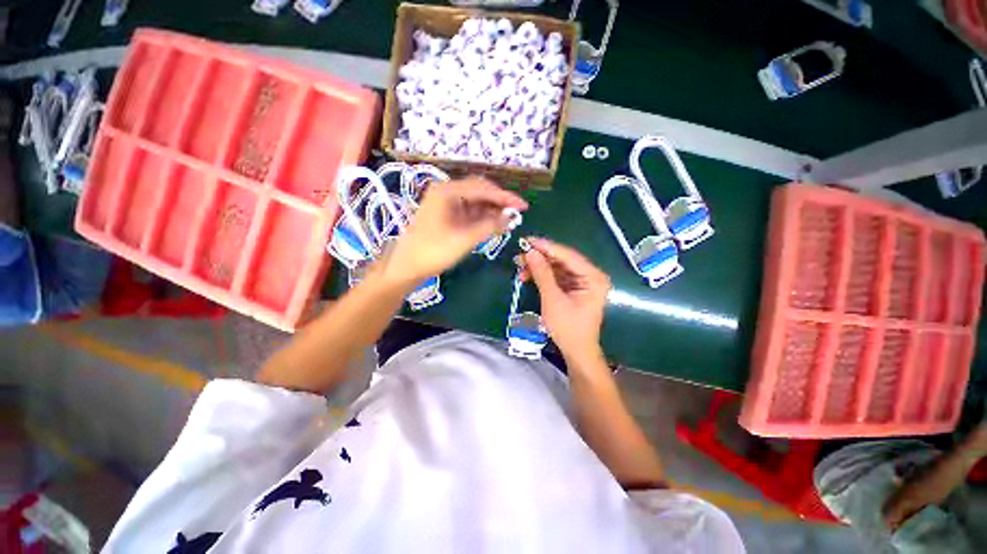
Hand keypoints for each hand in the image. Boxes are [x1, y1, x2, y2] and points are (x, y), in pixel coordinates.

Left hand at [381, 177, 526, 285]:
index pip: (483, 188)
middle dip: (499, 202)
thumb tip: (510, 217)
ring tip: (509, 221)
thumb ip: (489, 225)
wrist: (407, 266)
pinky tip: (495, 225)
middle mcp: (447, 192)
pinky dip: (483, 218)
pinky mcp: (447, 215)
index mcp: (448, 191)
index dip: (505, 197)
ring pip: (476, 202)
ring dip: (492, 211)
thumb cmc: (434, 251)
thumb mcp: (465, 238)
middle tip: (517, 213)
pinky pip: (470, 212)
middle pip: (480, 191)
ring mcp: (446, 203)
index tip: (523, 206)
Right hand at [522, 237, 610, 362]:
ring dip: (539, 266)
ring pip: (557, 267)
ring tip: (520, 266)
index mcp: (593, 277)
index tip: (528, 240)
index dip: (547, 247)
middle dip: (540, 257)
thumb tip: (530, 252)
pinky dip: (542, 275)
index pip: (568, 255)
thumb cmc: (568, 328)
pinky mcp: (574, 288)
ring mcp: (582, 281)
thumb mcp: (553, 300)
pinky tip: (528, 275)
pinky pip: (557, 276)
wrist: (576, 351)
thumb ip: (542, 274)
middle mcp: (590, 275)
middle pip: (563, 259)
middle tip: (520, 255)